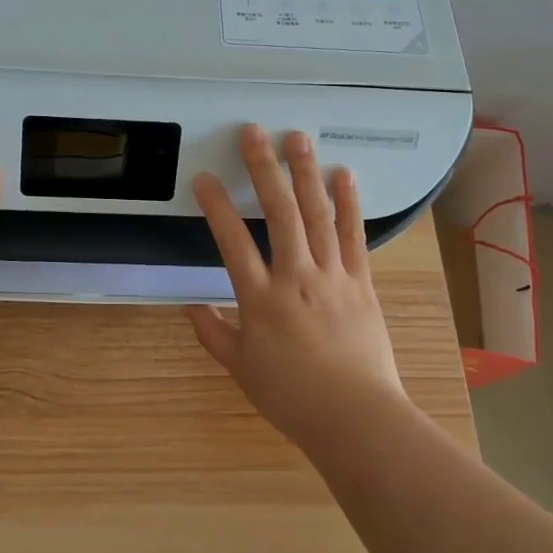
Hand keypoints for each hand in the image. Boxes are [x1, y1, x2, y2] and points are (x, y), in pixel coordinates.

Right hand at [186, 125, 409, 450]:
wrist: (355, 418)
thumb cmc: (292, 397)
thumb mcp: (241, 369)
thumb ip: (213, 333)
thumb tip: (190, 307)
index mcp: (261, 300)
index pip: (233, 243)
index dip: (216, 207)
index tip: (205, 178)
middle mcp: (296, 278)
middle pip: (280, 214)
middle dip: (265, 170)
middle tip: (254, 133)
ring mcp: (333, 277)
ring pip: (318, 216)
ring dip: (306, 174)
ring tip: (297, 139)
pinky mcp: (361, 283)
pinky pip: (354, 237)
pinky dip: (349, 204)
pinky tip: (344, 175)